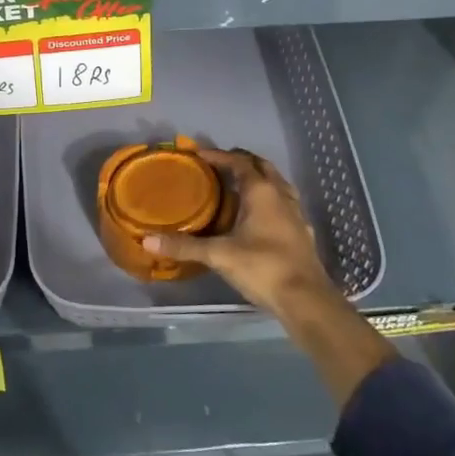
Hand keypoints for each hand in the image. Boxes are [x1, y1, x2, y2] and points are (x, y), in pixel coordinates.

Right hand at [144, 148, 341, 320]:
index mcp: (262, 192)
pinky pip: (285, 204)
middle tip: (218, 165)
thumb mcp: (219, 256)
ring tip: (238, 186)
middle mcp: (281, 195)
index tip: (198, 155)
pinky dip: (270, 200)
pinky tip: (260, 216)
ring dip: (259, 178)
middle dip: (241, 161)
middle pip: (262, 166)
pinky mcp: (302, 233)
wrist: (307, 300)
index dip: (218, 155)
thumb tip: (148, 240)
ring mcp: (295, 214)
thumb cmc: (263, 268)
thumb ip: (185, 246)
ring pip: (277, 184)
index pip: (239, 162)